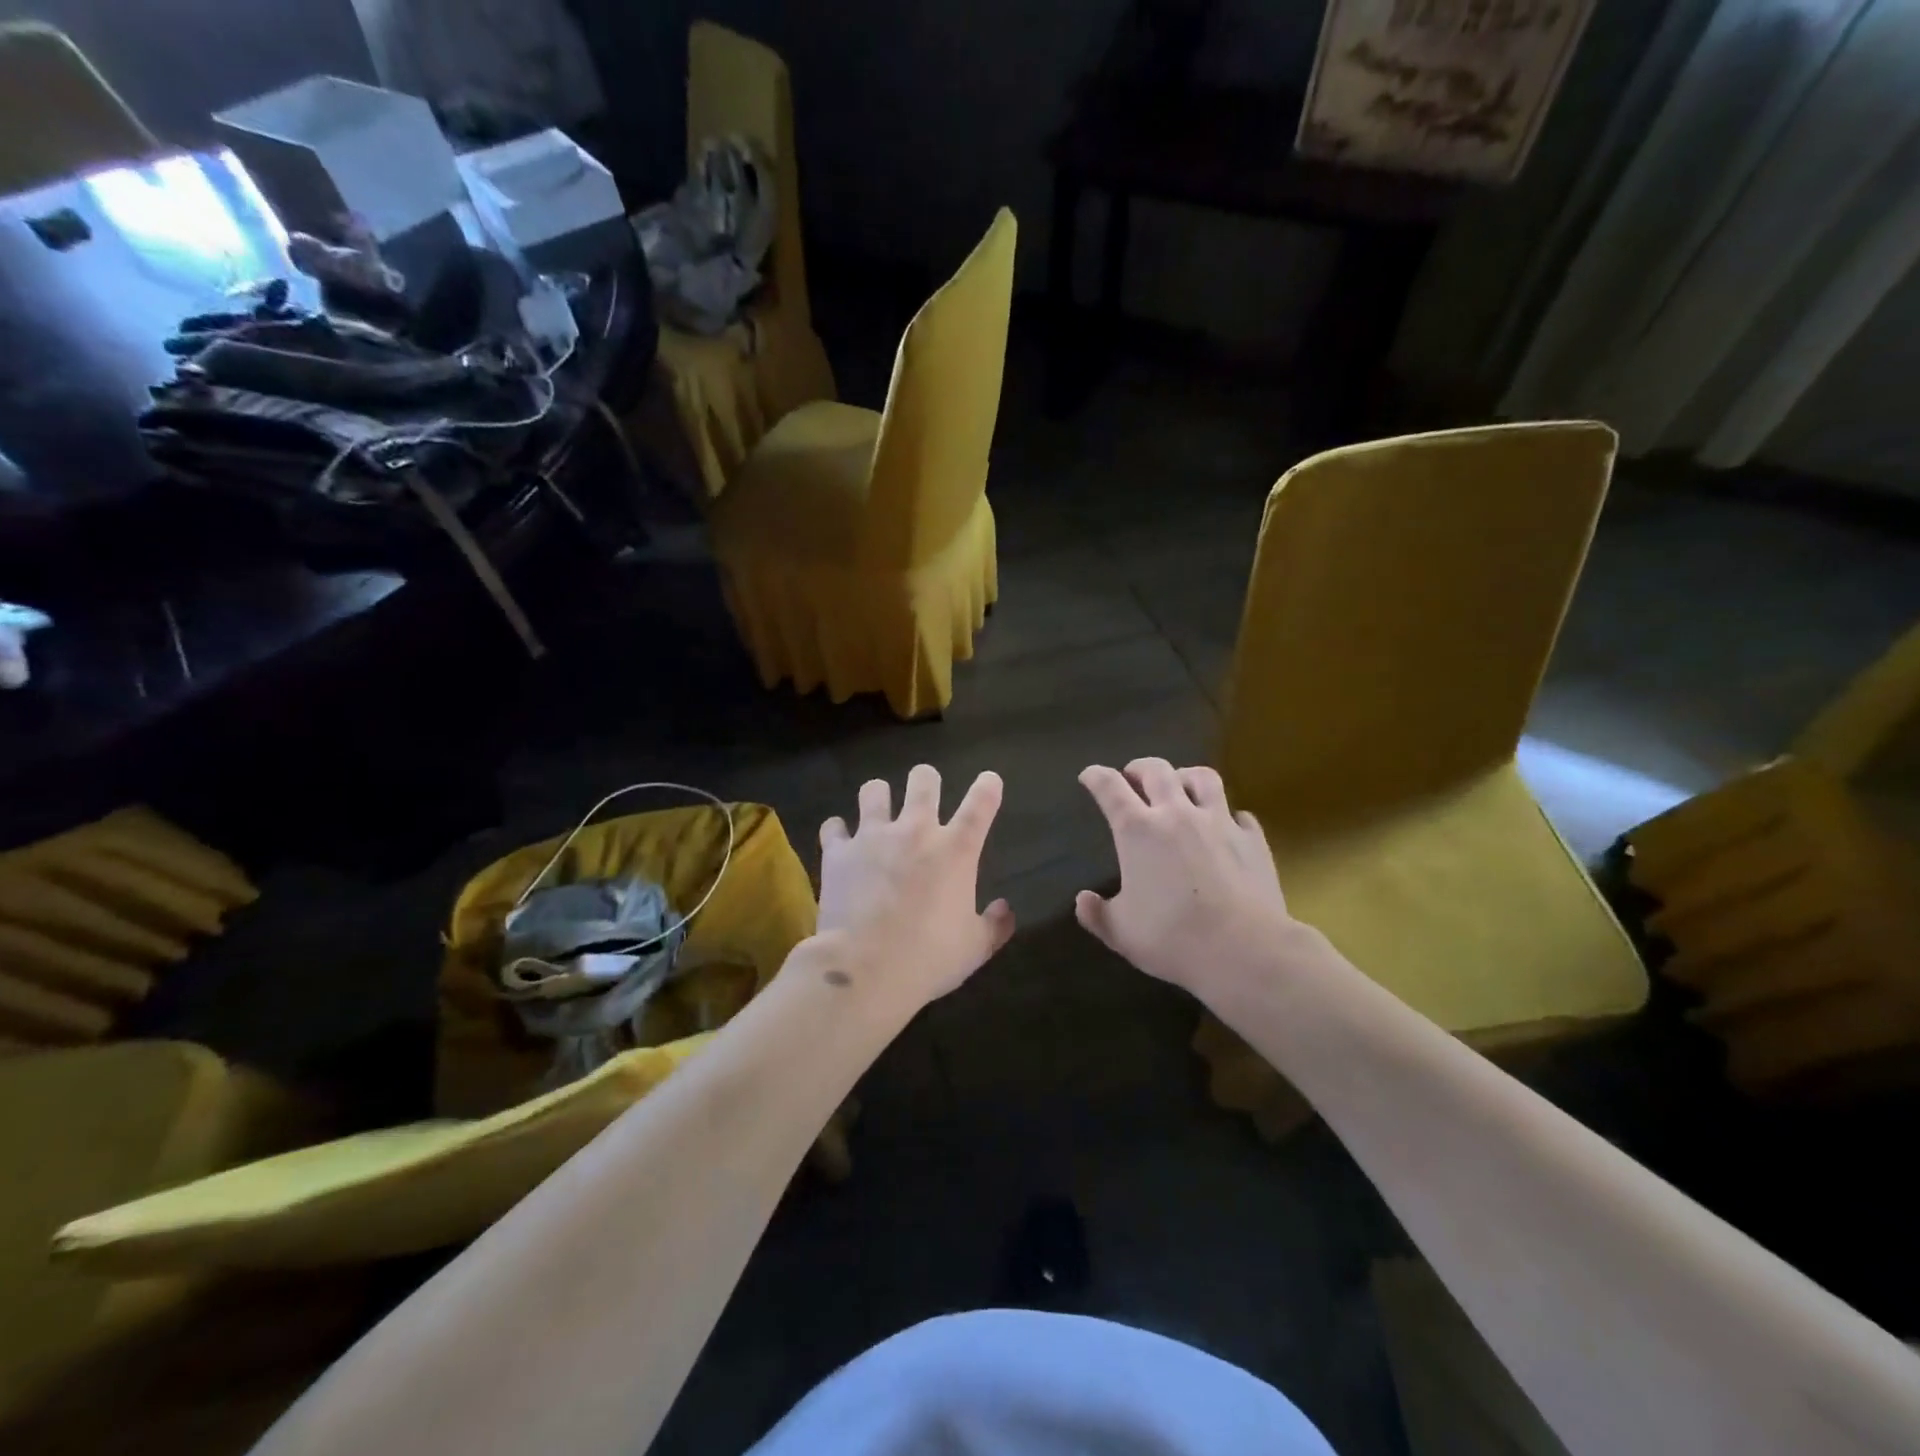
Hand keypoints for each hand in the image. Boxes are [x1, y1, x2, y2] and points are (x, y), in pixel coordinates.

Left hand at [815, 765, 1014, 1009]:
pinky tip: (841, 841)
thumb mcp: (975, 948)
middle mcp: (916, 831)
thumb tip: (1005, 909)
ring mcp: (873, 837)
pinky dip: (839, 831)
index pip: (981, 802)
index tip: (989, 781)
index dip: (987, 786)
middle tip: (925, 794)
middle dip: (927, 780)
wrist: (865, 969)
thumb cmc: (929, 958)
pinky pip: (834, 826)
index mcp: (956, 850)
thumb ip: (995, 925)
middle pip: (924, 779)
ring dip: (880, 797)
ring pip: (874, 790)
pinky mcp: (838, 852)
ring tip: (880, 810)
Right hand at [1076, 758, 1314, 997]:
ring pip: (1203, 777)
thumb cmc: (1173, 938)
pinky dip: (1227, 815)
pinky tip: (1226, 827)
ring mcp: (1219, 822)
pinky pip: (1239, 814)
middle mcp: (1177, 814)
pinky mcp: (1252, 839)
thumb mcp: (1121, 933)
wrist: (1245, 950)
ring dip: (1185, 777)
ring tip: (1181, 787)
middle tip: (1133, 777)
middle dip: (1139, 768)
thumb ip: (1098, 914)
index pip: (1109, 787)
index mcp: (1137, 830)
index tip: (1089, 776)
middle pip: (1156, 770)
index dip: (1095, 776)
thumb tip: (1083, 901)